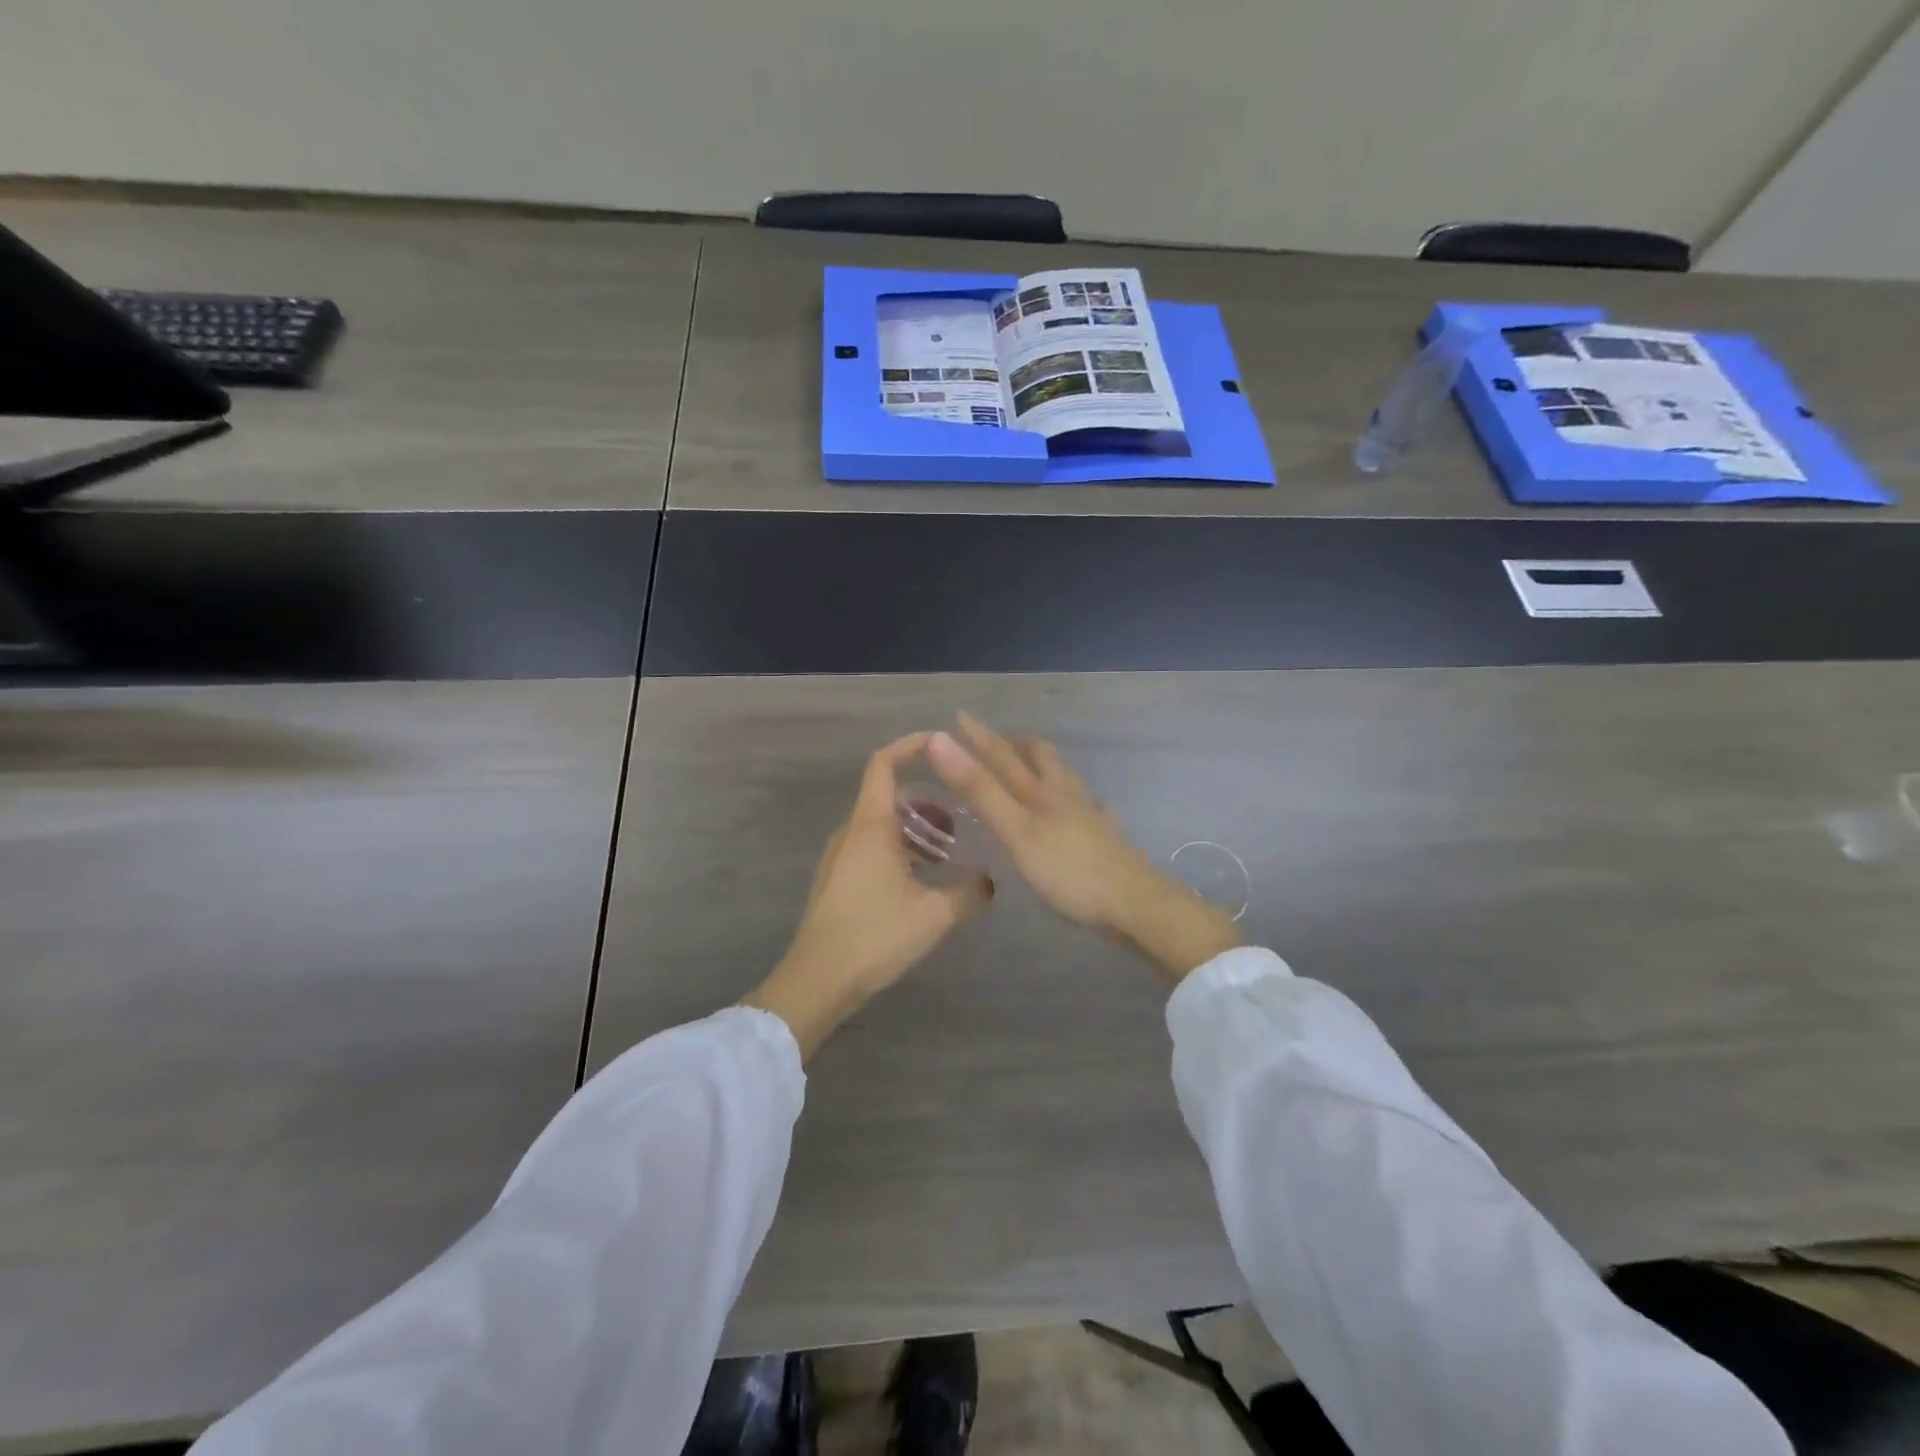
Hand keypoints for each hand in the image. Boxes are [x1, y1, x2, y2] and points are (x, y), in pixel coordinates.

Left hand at [744, 733, 992, 1059]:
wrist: (818, 980)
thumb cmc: (875, 936)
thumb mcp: (935, 915)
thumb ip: (969, 892)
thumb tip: (990, 880)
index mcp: (870, 826)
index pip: (884, 764)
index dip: (910, 746)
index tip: (940, 743)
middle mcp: (851, 833)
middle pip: (887, 795)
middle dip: (926, 799)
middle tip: (961, 815)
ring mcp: (840, 857)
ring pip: (881, 825)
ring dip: (914, 829)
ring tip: (948, 850)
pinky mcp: (837, 880)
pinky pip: (872, 847)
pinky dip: (900, 848)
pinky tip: (923, 879)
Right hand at [927, 713, 1240, 982]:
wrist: (1133, 904)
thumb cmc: (1067, 869)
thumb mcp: (1015, 829)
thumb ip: (979, 788)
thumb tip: (941, 741)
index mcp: (1040, 790)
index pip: (1002, 754)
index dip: (978, 736)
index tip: (958, 717)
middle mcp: (1065, 794)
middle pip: (1042, 757)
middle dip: (1018, 744)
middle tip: (999, 741)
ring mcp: (1089, 816)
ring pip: (1065, 779)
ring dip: (1045, 768)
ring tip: (1031, 768)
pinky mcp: (1105, 839)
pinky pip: (1091, 810)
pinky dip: (1079, 802)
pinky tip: (1085, 810)